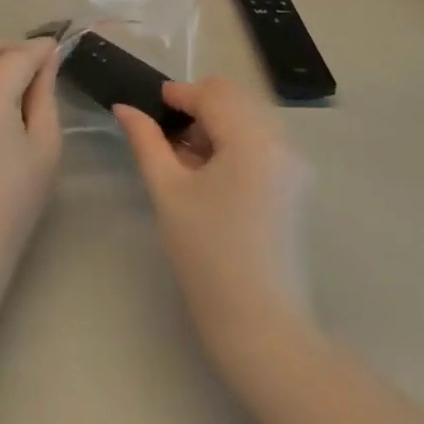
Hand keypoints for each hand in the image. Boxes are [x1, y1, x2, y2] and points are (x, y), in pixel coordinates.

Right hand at [115, 77, 311, 356]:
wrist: (262, 329)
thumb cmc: (208, 259)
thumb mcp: (168, 193)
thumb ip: (146, 142)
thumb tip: (125, 107)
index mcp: (252, 138)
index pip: (211, 94)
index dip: (178, 95)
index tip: (150, 108)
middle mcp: (281, 141)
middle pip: (235, 98)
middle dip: (199, 107)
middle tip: (167, 137)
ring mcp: (295, 163)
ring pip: (249, 117)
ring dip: (217, 124)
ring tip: (186, 159)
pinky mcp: (297, 185)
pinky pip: (262, 142)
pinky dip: (235, 143)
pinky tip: (211, 174)